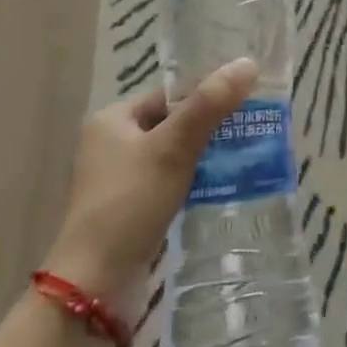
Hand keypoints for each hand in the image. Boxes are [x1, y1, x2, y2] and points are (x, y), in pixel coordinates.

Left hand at [43, 59, 257, 316]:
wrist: (95, 284)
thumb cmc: (130, 202)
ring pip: (172, 154)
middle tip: (251, 128)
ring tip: (245, 156)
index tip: (245, 100)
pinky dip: (193, 181)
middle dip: (210, 126)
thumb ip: (210, 105)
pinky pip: (168, 181)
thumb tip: (248, 63)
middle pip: (172, 122)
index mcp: (112, 119)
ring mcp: (118, 179)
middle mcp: (111, 144)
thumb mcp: (173, 148)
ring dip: (204, 155)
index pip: (169, 94)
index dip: (206, 94)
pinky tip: (221, 187)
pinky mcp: (129, 209)